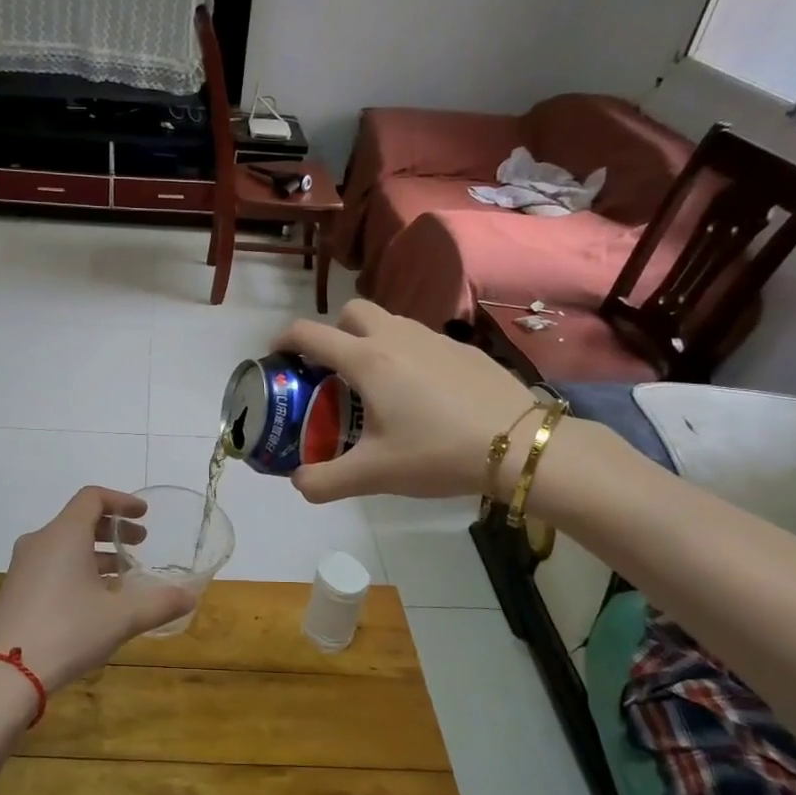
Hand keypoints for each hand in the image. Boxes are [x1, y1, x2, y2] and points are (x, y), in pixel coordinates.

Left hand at [0, 487, 191, 693]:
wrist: (5, 675)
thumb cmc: (68, 632)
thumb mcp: (121, 618)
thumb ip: (158, 603)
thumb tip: (190, 597)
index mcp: (64, 535)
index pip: (93, 498)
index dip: (122, 501)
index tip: (144, 515)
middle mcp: (40, 542)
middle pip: (79, 519)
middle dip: (112, 528)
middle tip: (139, 545)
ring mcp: (23, 567)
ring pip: (65, 544)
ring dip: (96, 552)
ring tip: (122, 576)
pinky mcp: (15, 591)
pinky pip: (51, 565)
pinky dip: (77, 568)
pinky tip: (94, 600)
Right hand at [276, 299, 542, 502]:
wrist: (519, 445)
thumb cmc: (437, 453)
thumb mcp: (373, 475)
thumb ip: (325, 481)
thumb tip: (298, 483)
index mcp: (367, 361)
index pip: (310, 333)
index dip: (284, 339)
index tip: (276, 355)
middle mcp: (396, 338)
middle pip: (352, 311)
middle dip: (334, 332)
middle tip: (334, 371)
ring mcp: (435, 339)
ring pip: (390, 322)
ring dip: (372, 340)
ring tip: (378, 385)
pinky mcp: (464, 350)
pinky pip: (422, 340)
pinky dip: (407, 354)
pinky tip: (423, 395)